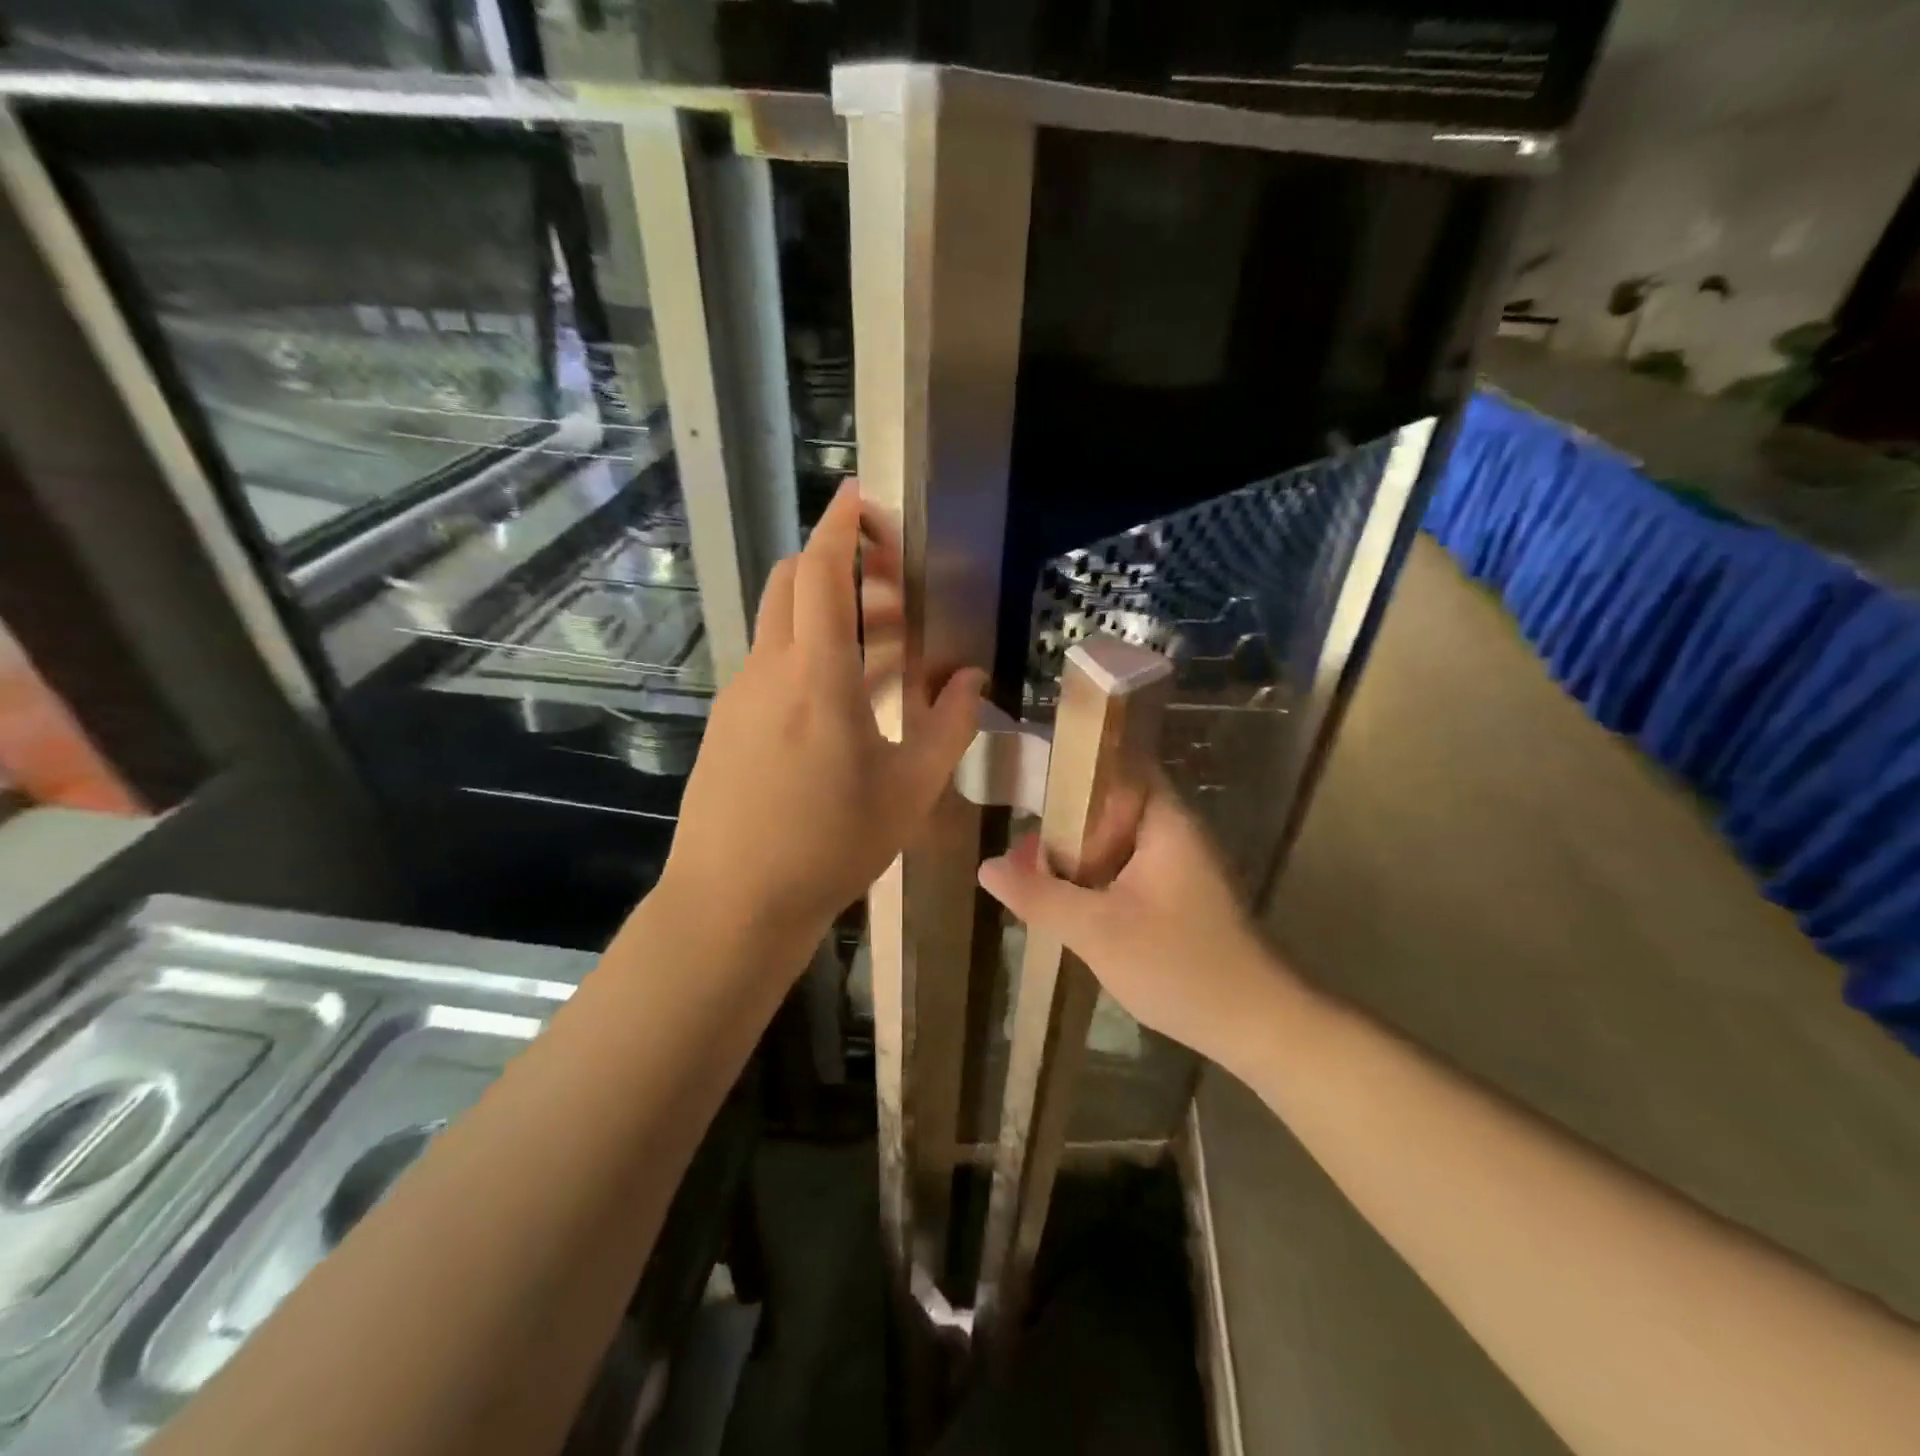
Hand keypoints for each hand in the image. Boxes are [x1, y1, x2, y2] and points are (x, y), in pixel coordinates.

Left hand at [663, 482, 985, 951]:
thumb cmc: (830, 847)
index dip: (842, 525)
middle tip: (891, 583)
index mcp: (818, 677)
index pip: (824, 572)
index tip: (861, 497)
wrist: (733, 903)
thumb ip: (948, 727)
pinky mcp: (727, 721)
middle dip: (839, 561)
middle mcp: (770, 670)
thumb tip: (970, 680)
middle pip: (793, 582)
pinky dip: (806, 651)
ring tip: (882, 644)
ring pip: (781, 623)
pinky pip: (770, 663)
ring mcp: (740, 695)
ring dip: (827, 611)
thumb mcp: (909, 792)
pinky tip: (840, 698)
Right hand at [977, 785, 1295, 1070]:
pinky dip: (1094, 875)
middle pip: (1112, 802)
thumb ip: (1039, 896)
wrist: (1254, 1026)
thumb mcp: (1097, 931)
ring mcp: (1177, 865)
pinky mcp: (1176, 895)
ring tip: (1029, 866)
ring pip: (1116, 840)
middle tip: (1018, 836)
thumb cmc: (1179, 966)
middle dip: (1064, 816)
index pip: (1120, 763)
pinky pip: (1125, 868)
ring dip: (1076, 850)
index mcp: (1164, 822)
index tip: (1029, 773)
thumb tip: (986, 867)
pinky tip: (1064, 897)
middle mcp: (1174, 832)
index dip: (1075, 762)